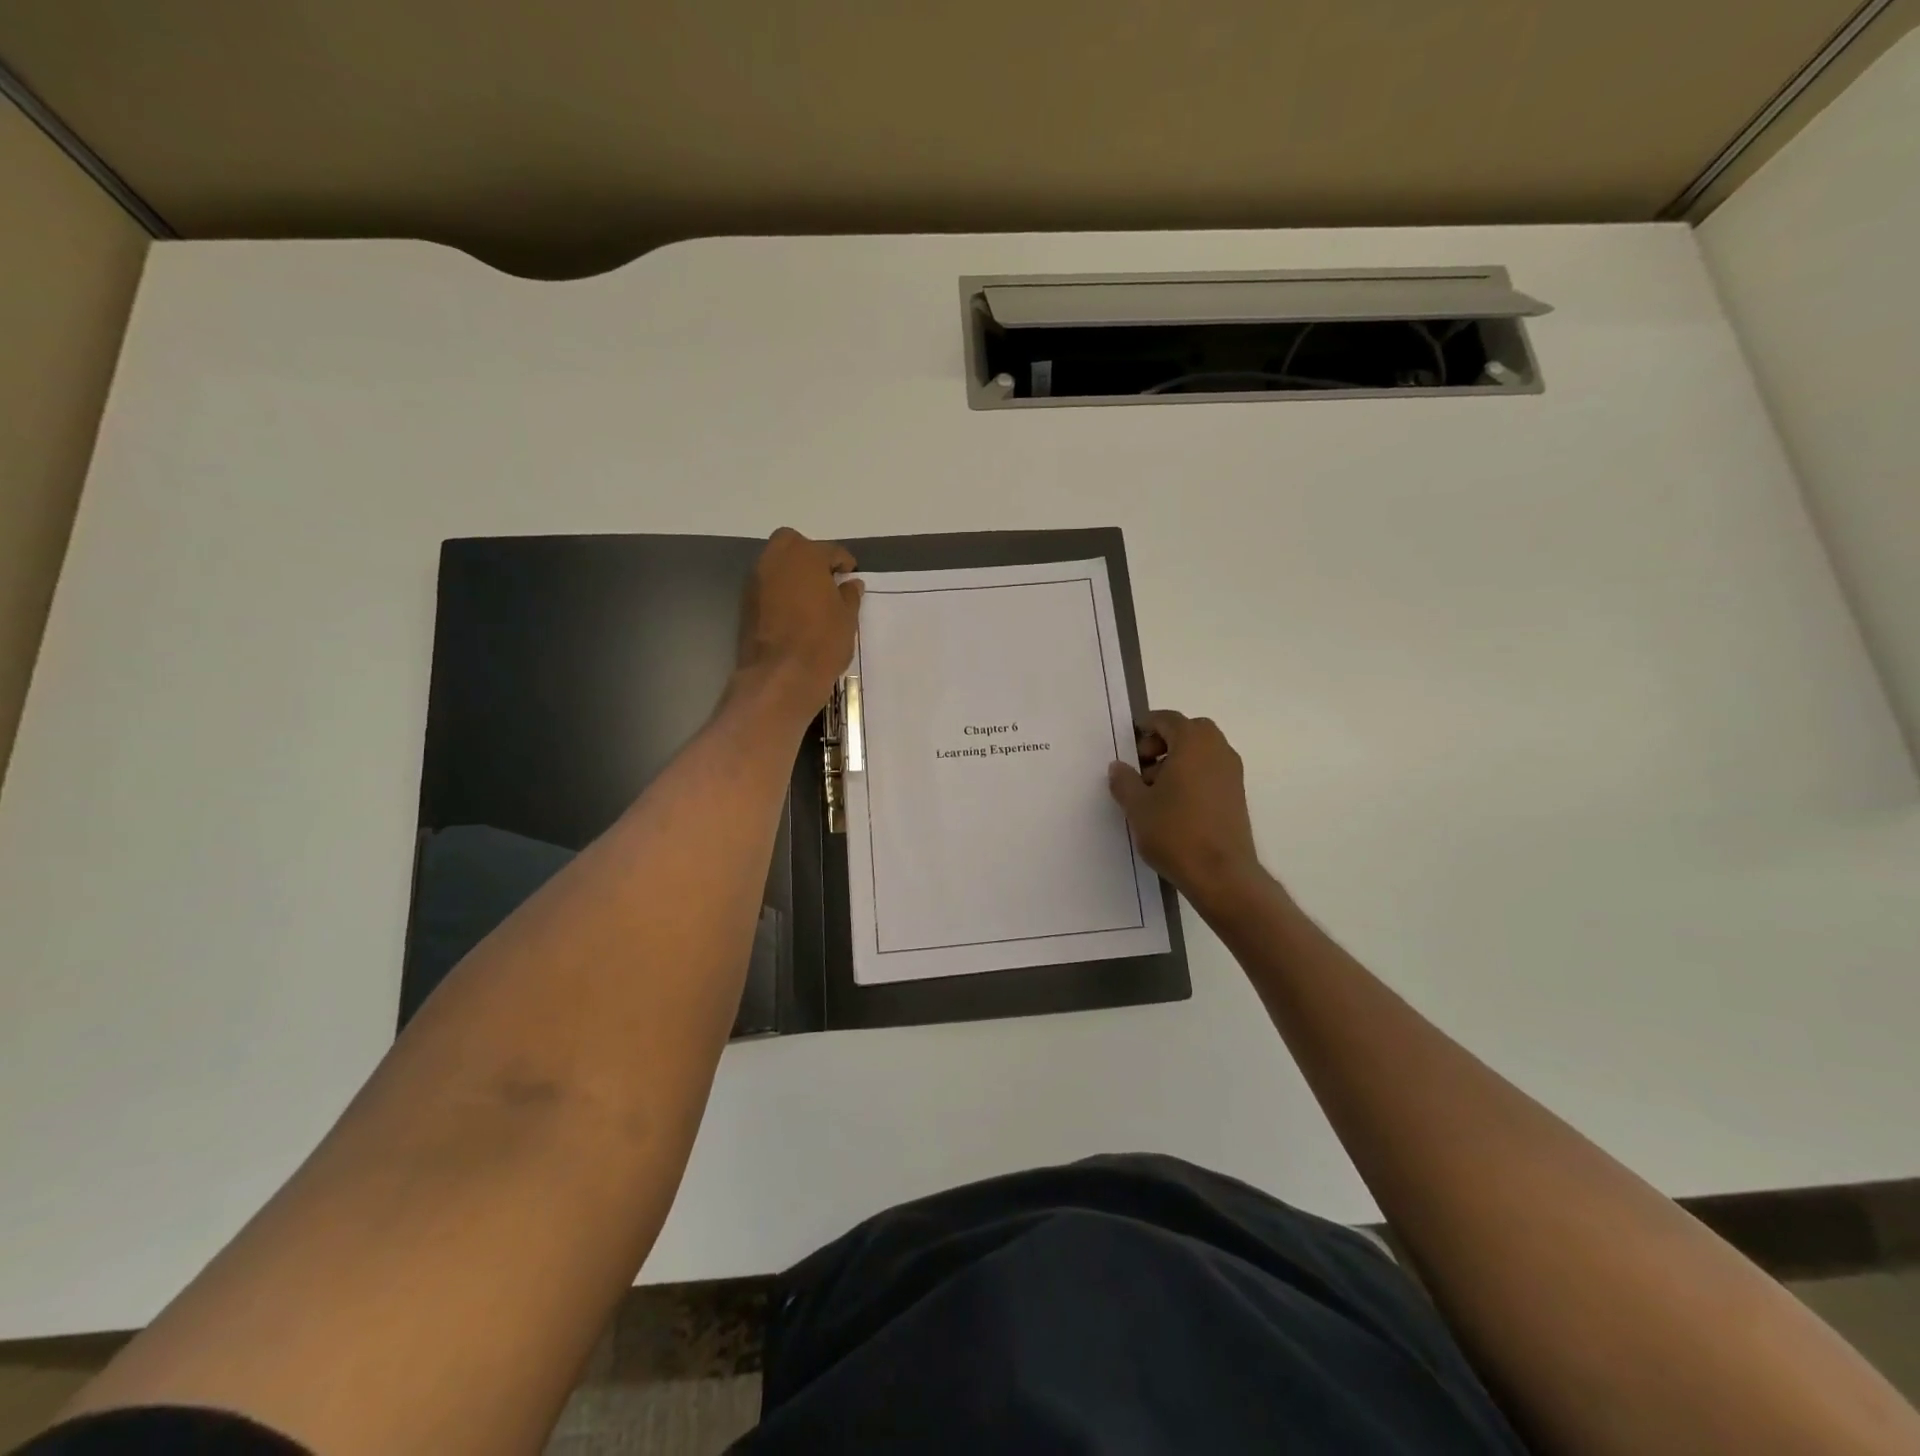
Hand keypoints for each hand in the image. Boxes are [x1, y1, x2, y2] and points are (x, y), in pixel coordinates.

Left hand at [734, 528, 863, 724]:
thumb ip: (849, 596)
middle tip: (826, 580)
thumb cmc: (822, 642)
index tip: (851, 576)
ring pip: (776, 564)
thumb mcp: (847, 619)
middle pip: (794, 545)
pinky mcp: (745, 602)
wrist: (780, 676)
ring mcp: (756, 580)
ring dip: (792, 574)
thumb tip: (850, 584)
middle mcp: (775, 559)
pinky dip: (779, 591)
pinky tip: (793, 612)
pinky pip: (766, 586)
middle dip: (810, 556)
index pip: (830, 550)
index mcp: (805, 555)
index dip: (844, 563)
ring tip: (811, 598)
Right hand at [1109, 710, 1262, 903]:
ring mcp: (1232, 773)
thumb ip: (1124, 780)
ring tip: (1154, 792)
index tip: (1128, 748)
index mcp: (1193, 742)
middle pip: (1188, 732)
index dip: (1145, 728)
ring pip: (1201, 752)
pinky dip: (1192, 776)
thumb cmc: (1175, 832)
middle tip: (1142, 767)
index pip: (1167, 719)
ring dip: (1177, 761)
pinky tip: (1174, 806)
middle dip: (1163, 743)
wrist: (1221, 874)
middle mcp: (1218, 750)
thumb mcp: (1137, 806)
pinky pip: (1211, 771)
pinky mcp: (1237, 795)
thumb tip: (1119, 766)